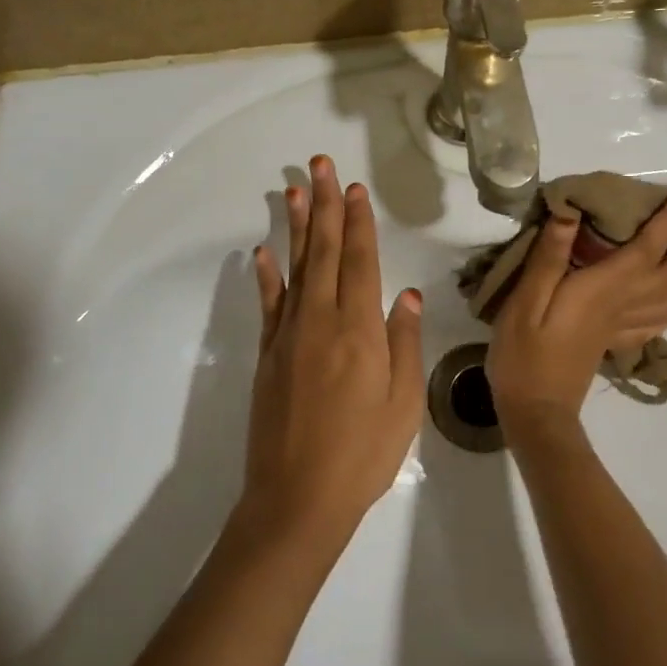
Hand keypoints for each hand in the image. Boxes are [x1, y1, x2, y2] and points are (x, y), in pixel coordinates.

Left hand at [245, 156, 424, 545]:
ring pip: (294, 268)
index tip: (355, 189)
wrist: (297, 499)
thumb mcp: (404, 404)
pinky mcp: (267, 355)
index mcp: (360, 331)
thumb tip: (405, 295)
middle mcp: (321, 321)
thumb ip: (404, 344)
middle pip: (323, 252)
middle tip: (320, 165)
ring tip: (292, 190)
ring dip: (294, 227)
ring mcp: (288, 336)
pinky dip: (265, 276)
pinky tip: (261, 252)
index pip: (359, 261)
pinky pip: (268, 305)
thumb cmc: (363, 455)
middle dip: (324, 205)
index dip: (358, 222)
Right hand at [486, 187, 666, 442]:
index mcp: (604, 289)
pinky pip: (662, 315)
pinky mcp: (619, 340)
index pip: (646, 246)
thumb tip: (570, 212)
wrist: (535, 411)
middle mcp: (624, 304)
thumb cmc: (524, 353)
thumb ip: (549, 257)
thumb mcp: (526, 300)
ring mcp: (625, 325)